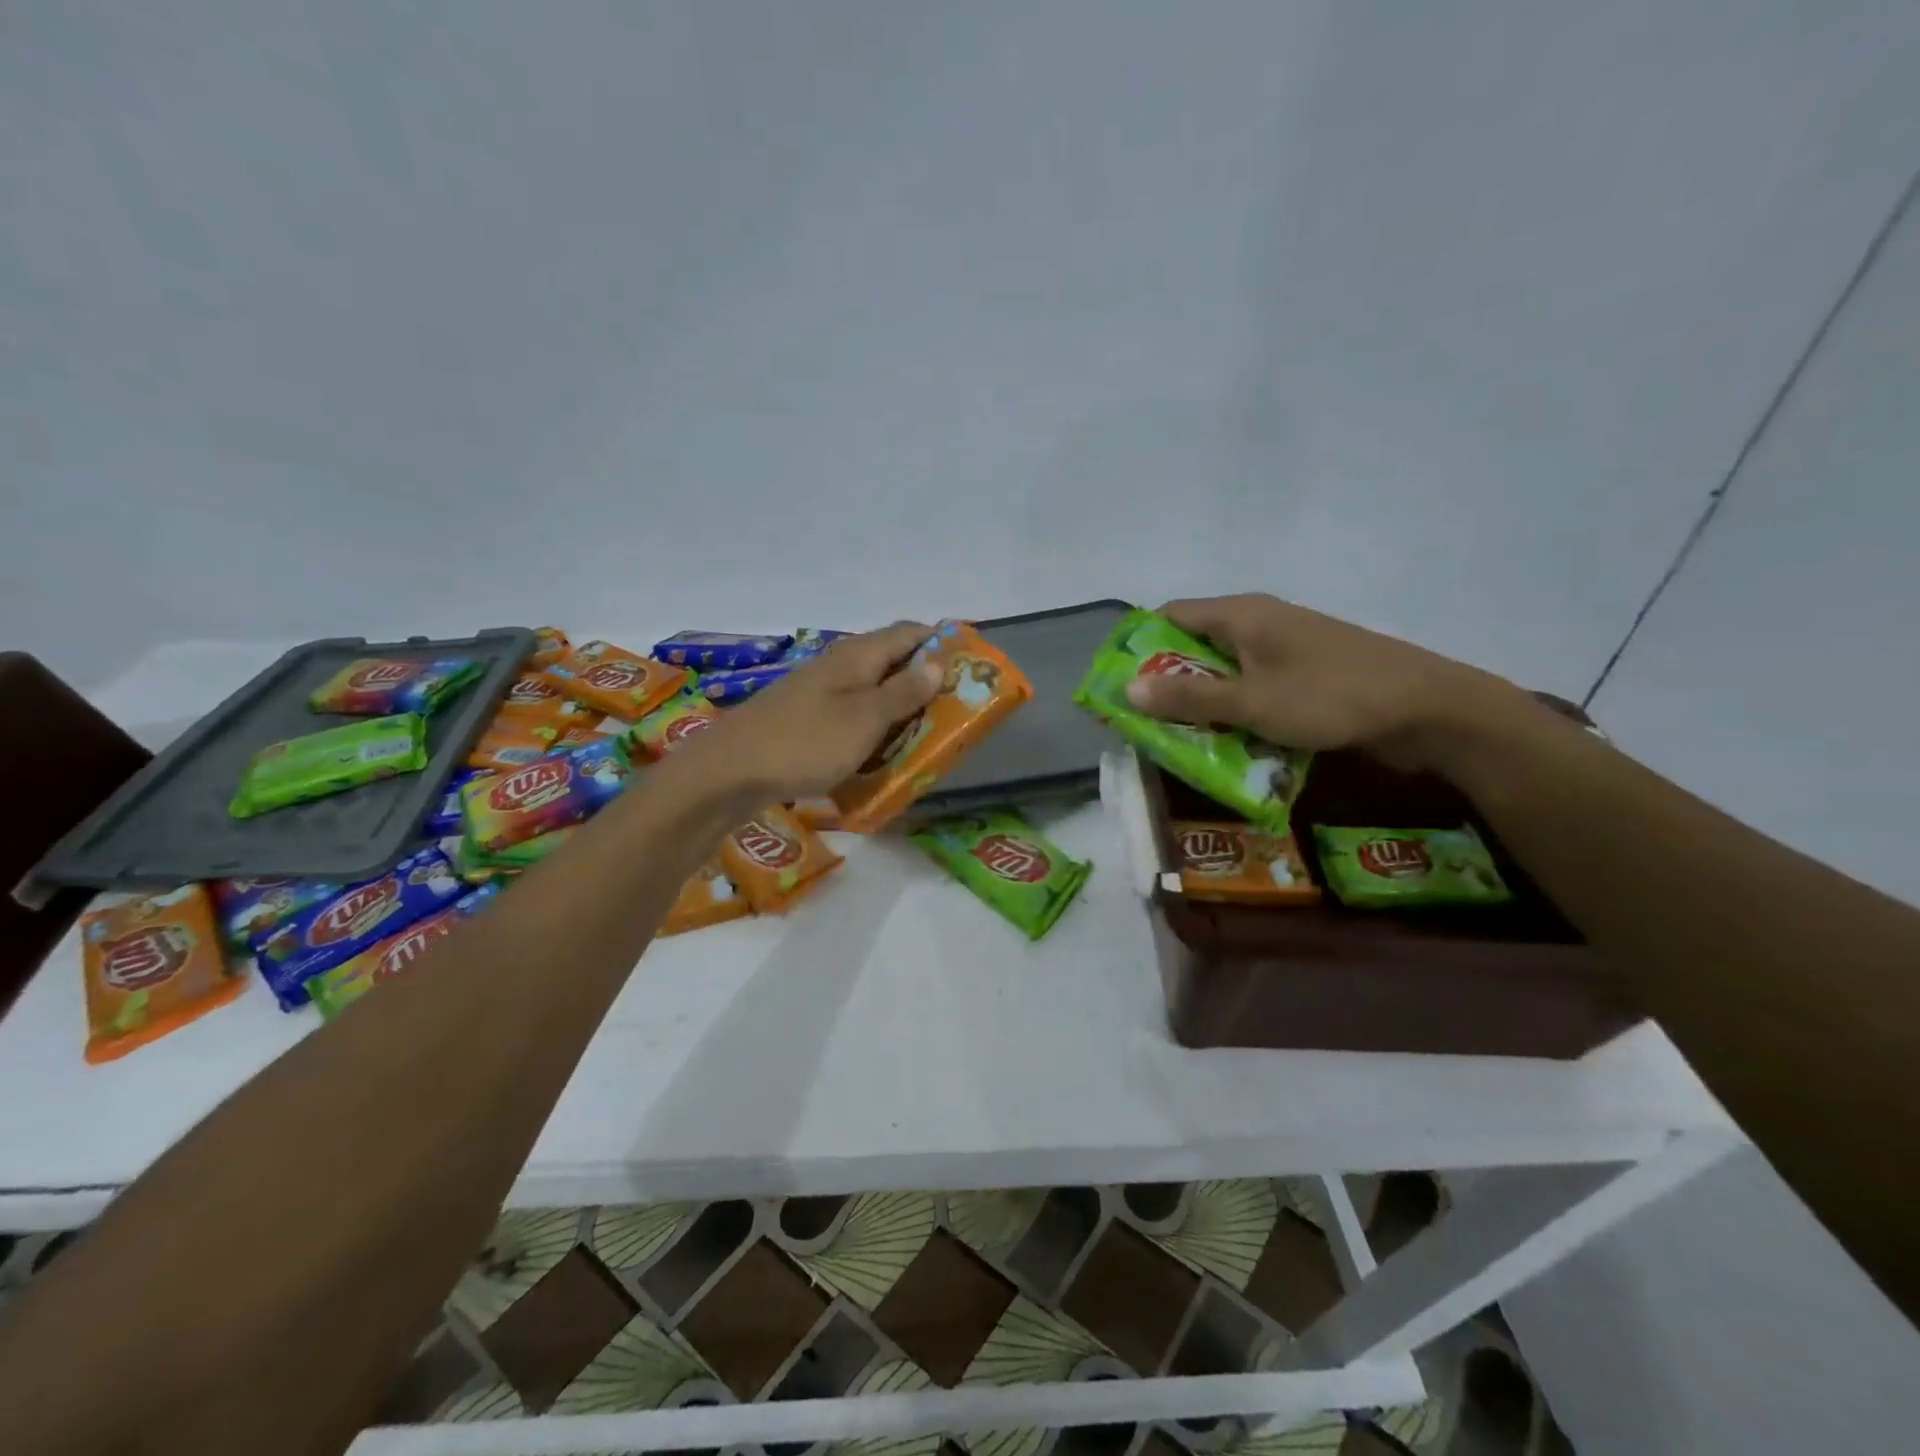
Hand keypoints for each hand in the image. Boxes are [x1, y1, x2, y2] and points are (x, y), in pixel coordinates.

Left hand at [676, 622, 943, 801]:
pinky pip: (853, 716)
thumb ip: (903, 692)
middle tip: (957, 710)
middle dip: (926, 681)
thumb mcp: (865, 718)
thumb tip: (937, 662)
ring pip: (873, 691)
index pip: (910, 632)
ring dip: (901, 709)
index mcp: (858, 655)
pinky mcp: (807, 719)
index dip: (942, 643)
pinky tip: (882, 752)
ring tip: (929, 735)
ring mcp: (820, 692)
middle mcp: (840, 665)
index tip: (972, 666)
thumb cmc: (806, 742)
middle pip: (893, 661)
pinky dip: (874, 729)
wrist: (730, 772)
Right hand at [1123, 594, 1527, 770]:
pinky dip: (1235, 709)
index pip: (1170, 616)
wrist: (1428, 709)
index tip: (1121, 684)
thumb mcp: (1251, 702)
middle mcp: (1260, 622)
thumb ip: (1189, 697)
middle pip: (1195, 645)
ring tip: (1180, 738)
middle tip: (1145, 721)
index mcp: (1242, 614)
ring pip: (1225, 670)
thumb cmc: (1330, 697)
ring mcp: (1286, 648)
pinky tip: (1230, 740)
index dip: (1140, 646)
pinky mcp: (1306, 673)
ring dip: (1203, 701)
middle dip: (1168, 682)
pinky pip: (1254, 686)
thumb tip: (1127, 687)